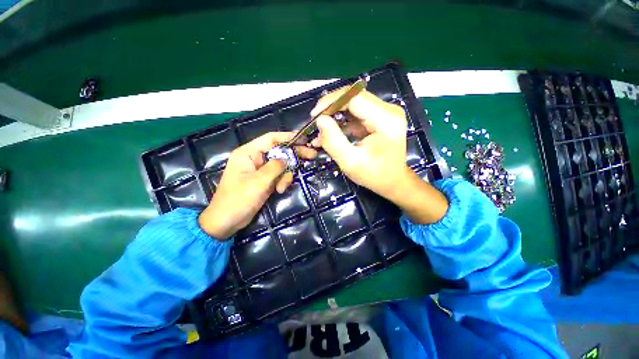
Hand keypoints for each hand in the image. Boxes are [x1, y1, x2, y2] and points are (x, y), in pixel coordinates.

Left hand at [199, 132, 316, 239]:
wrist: (227, 221)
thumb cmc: (238, 199)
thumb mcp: (258, 182)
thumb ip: (275, 167)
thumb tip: (287, 159)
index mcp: (248, 153)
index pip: (271, 139)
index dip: (288, 137)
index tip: (304, 138)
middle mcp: (255, 158)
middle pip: (279, 151)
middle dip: (294, 154)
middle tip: (312, 155)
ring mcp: (260, 170)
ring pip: (281, 166)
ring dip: (285, 175)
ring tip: (281, 188)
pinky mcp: (264, 180)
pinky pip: (279, 176)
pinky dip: (282, 182)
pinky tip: (279, 190)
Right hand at [310, 89, 410, 198]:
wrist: (393, 181)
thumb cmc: (374, 175)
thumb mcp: (350, 162)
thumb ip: (333, 141)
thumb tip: (320, 120)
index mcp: (386, 120)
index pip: (354, 98)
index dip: (331, 102)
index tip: (315, 115)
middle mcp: (389, 110)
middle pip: (354, 97)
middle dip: (331, 108)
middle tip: (316, 121)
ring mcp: (385, 112)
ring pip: (353, 104)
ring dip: (335, 115)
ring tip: (322, 130)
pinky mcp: (380, 117)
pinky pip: (357, 113)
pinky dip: (342, 121)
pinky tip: (332, 132)